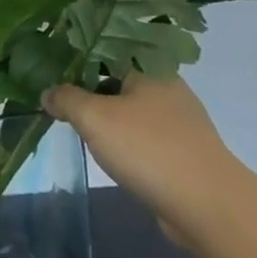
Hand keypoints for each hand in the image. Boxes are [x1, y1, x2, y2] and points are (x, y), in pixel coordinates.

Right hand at [44, 73, 251, 248]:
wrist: (208, 206)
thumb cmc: (148, 149)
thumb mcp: (93, 117)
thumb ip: (66, 99)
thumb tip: (48, 94)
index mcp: (151, 69)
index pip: (107, 51)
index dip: (76, 59)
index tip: (50, 70)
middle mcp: (168, 89)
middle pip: (118, 80)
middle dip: (88, 89)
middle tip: (56, 99)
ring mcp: (179, 122)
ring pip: (131, 110)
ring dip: (105, 117)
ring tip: (75, 125)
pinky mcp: (183, 152)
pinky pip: (143, 136)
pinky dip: (123, 140)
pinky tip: (106, 152)